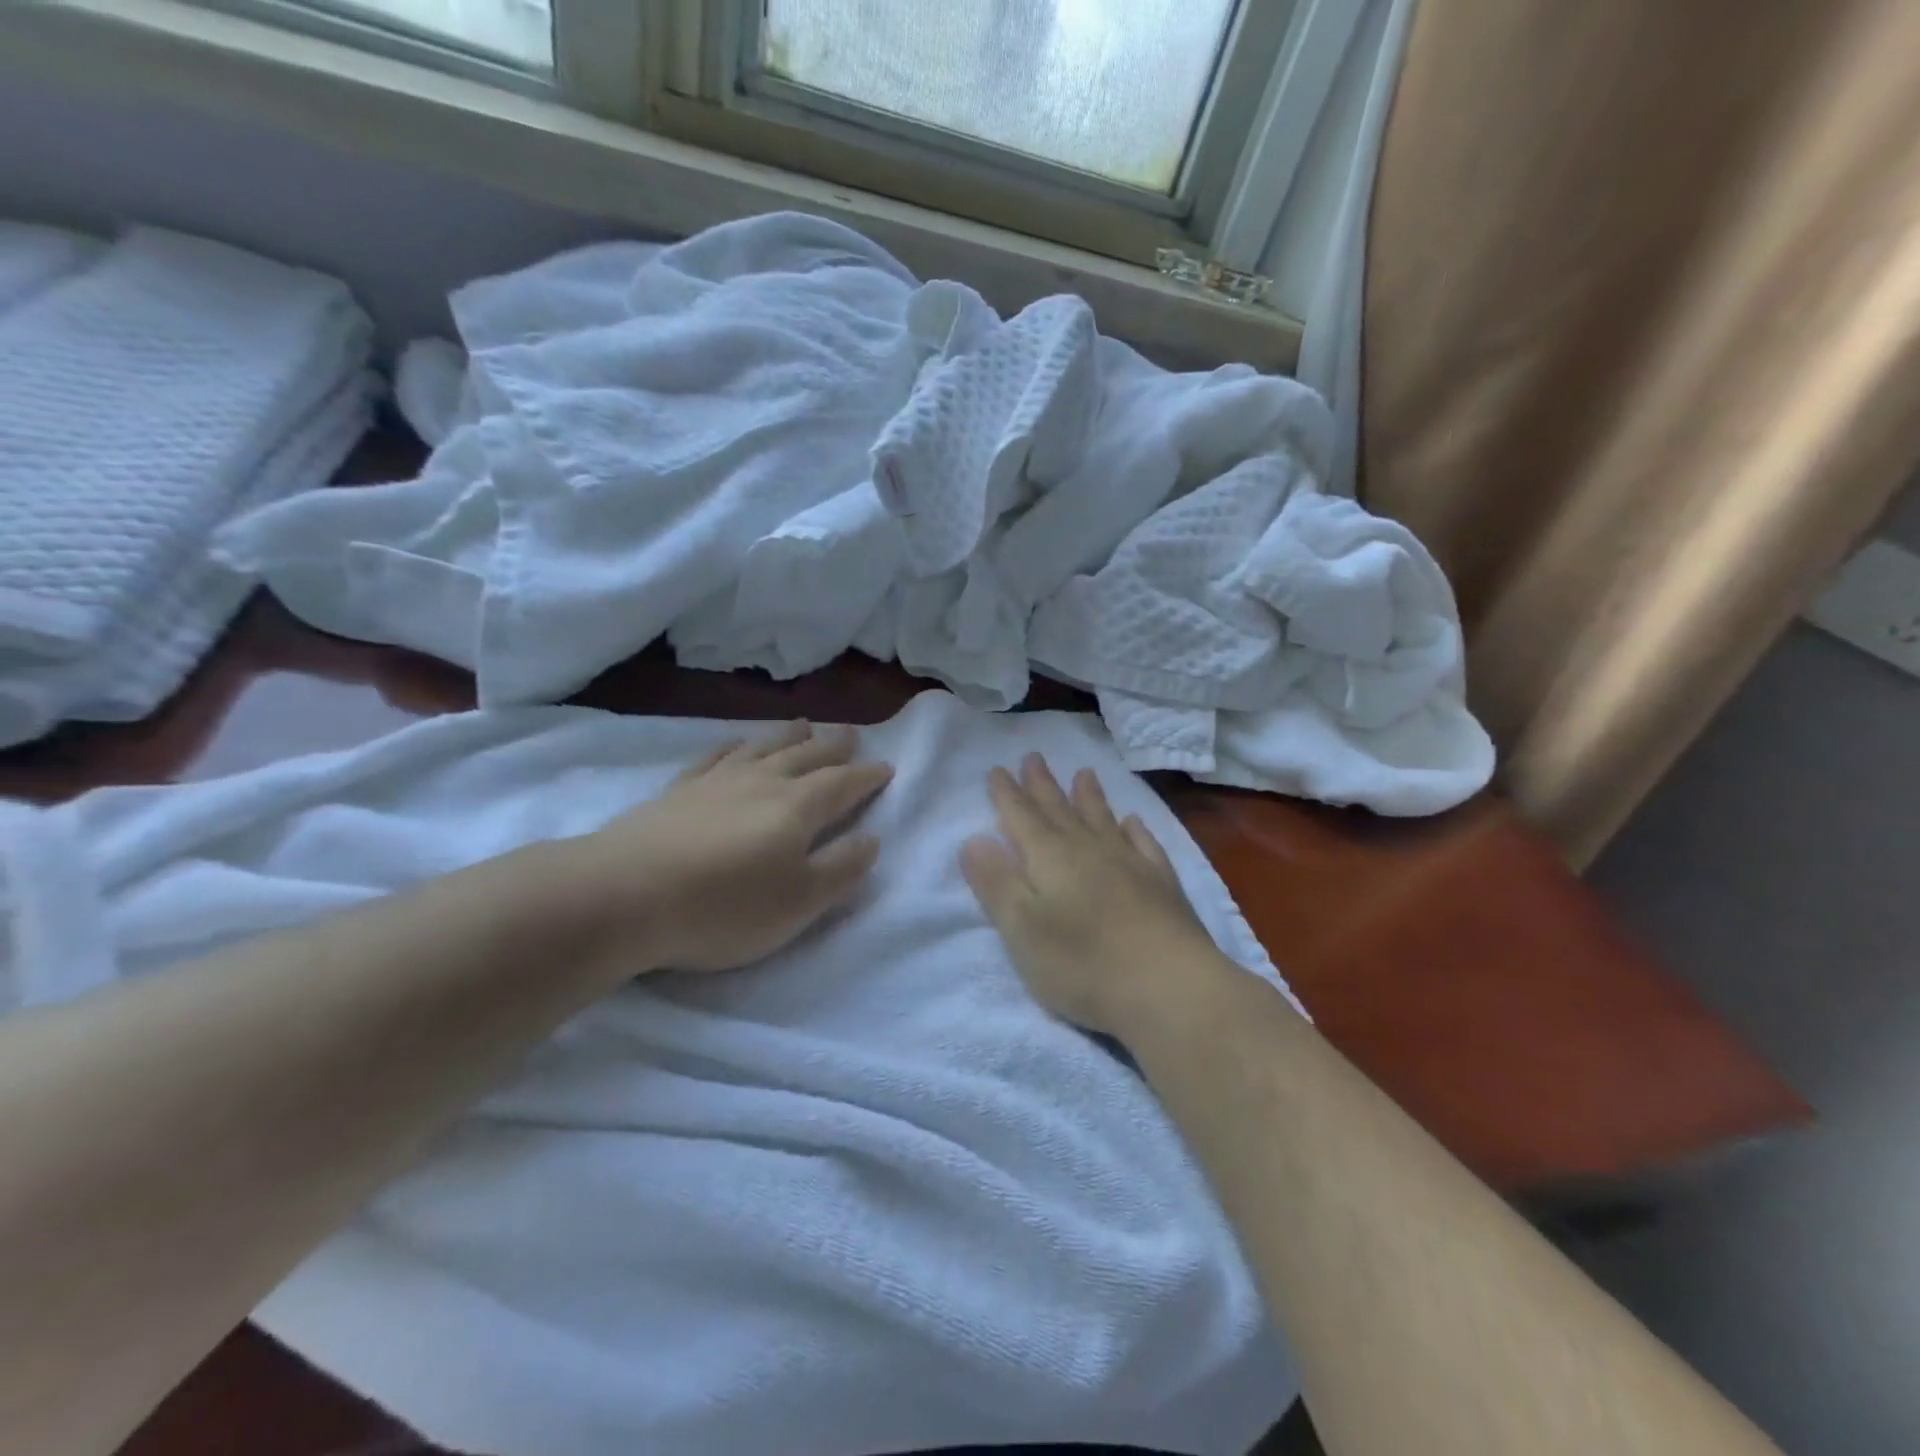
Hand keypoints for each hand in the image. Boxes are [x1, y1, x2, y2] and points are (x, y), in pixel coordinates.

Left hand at [579, 720, 892, 973]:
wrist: (624, 895)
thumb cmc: (723, 907)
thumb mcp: (799, 903)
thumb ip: (841, 869)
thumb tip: (872, 839)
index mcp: (798, 808)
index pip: (843, 785)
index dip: (867, 777)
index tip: (886, 767)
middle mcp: (762, 782)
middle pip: (806, 756)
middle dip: (833, 746)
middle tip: (850, 734)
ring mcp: (716, 782)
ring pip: (763, 748)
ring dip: (788, 736)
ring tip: (804, 724)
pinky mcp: (678, 791)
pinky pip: (715, 756)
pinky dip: (734, 745)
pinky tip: (736, 743)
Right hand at [960, 755, 1226, 1038]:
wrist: (1170, 987)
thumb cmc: (1082, 964)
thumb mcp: (1021, 930)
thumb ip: (996, 883)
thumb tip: (974, 839)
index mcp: (1049, 858)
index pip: (1020, 817)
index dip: (1006, 794)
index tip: (997, 769)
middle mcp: (1088, 849)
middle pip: (1059, 809)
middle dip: (1042, 785)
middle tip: (1033, 756)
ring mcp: (1130, 863)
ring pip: (1102, 819)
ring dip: (1088, 796)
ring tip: (1083, 773)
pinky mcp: (1161, 884)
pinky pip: (1143, 844)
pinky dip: (1135, 830)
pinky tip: (1133, 822)